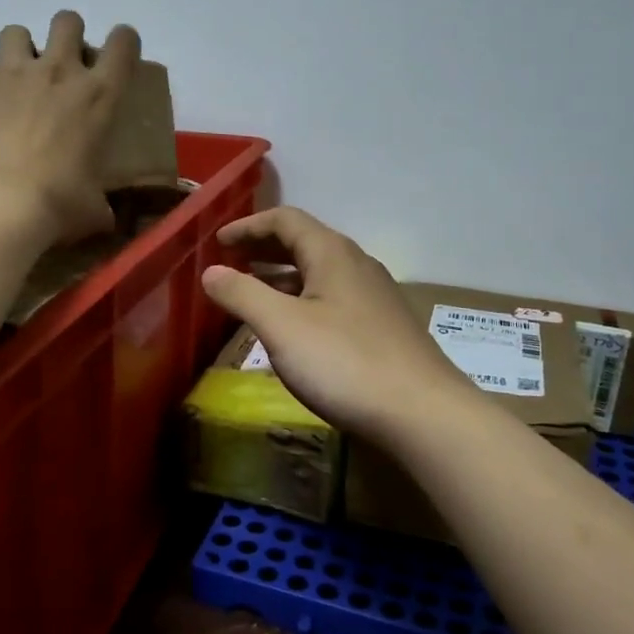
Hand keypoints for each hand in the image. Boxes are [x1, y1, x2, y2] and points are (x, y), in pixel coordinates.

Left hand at [0, 11, 139, 244]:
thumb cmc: (56, 203)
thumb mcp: (92, 208)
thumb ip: (100, 204)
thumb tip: (104, 219)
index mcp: (99, 96)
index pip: (123, 43)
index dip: (123, 43)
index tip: (119, 59)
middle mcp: (59, 73)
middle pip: (68, 21)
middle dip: (70, 35)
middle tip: (67, 67)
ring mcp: (12, 76)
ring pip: (17, 31)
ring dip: (23, 49)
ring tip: (22, 79)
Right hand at [200, 207, 481, 441]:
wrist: (423, 413)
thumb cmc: (345, 363)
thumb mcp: (282, 327)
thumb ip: (242, 294)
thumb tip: (210, 271)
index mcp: (332, 253)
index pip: (285, 220)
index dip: (248, 226)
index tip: (217, 241)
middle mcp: (357, 264)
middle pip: (305, 242)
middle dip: (265, 248)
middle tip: (232, 262)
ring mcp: (375, 296)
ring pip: (321, 272)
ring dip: (284, 275)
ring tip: (254, 292)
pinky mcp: (383, 326)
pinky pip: (334, 298)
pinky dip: (304, 299)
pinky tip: (295, 329)